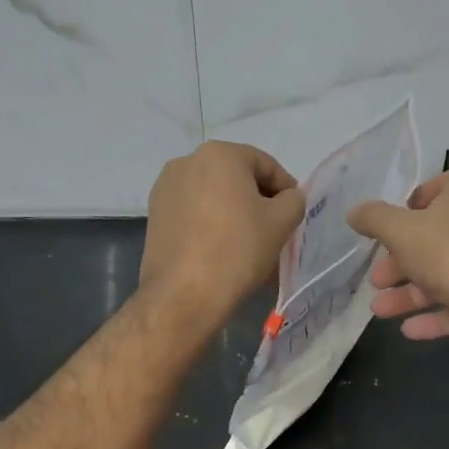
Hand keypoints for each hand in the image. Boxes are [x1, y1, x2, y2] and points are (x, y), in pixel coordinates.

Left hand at [140, 141, 304, 328]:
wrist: (184, 294)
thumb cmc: (238, 249)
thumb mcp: (281, 222)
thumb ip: (293, 200)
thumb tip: (287, 197)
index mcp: (219, 154)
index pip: (265, 165)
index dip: (285, 189)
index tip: (294, 213)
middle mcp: (187, 162)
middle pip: (236, 177)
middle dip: (257, 199)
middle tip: (274, 228)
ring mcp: (165, 188)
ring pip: (213, 195)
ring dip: (233, 211)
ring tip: (247, 241)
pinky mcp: (154, 215)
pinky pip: (193, 211)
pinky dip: (210, 222)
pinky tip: (221, 248)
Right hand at [346, 169, 448, 345]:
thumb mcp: (399, 230)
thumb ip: (373, 218)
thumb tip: (354, 212)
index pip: (440, 185)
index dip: (414, 201)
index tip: (392, 223)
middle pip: (431, 237)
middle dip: (399, 260)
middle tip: (377, 277)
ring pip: (439, 274)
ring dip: (407, 292)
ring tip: (379, 309)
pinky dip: (430, 314)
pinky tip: (407, 329)